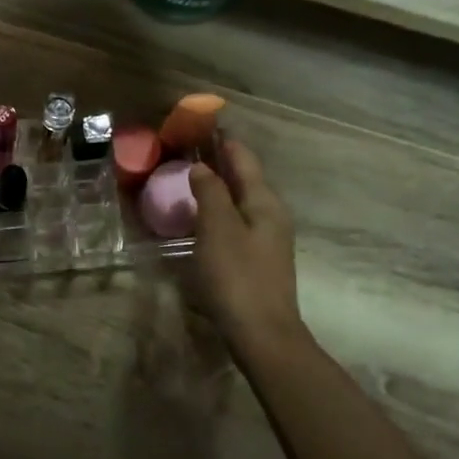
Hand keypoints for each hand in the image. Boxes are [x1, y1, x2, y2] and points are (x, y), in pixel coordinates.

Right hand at [188, 140, 301, 360]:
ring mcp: (267, 239)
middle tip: (187, 149)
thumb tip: (202, 167)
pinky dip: (218, 210)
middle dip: (219, 161)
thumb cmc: (237, 276)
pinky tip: (201, 217)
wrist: (262, 334)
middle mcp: (271, 215)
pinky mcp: (257, 260)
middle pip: (244, 178)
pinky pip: (236, 222)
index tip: (200, 124)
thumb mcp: (217, 229)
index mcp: (265, 202)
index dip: (222, 140)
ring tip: (189, 178)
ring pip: (240, 201)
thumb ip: (210, 193)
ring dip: (218, 187)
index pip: (243, 158)